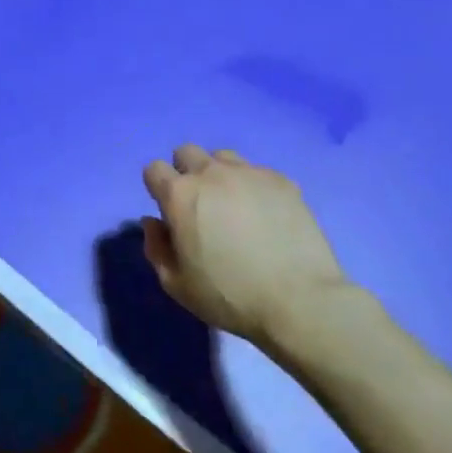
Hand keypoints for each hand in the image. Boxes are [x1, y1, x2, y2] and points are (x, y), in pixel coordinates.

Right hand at [140, 145, 380, 347]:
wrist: (298, 300)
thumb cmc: (228, 295)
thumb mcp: (176, 284)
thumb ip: (156, 247)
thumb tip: (153, 222)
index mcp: (180, 195)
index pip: (154, 169)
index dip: (157, 188)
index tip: (168, 211)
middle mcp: (212, 173)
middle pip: (187, 152)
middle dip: (185, 171)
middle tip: (198, 205)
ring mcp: (250, 173)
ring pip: (223, 157)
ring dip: (219, 174)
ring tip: (232, 205)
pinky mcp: (282, 181)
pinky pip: (257, 172)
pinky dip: (252, 187)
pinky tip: (264, 215)